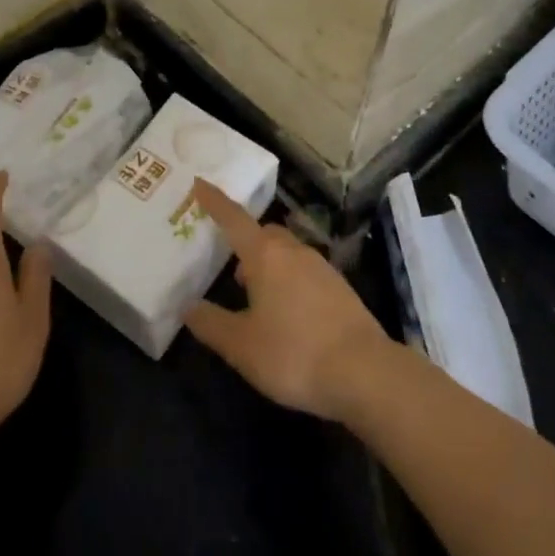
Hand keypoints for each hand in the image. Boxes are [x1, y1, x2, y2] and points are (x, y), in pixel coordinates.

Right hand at [184, 182, 390, 420]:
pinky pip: (305, 272)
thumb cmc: (294, 353)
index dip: (214, 201)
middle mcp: (294, 251)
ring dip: (268, 265)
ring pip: (287, 253)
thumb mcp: (241, 346)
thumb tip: (189, 307)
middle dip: (246, 241)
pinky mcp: (340, 288)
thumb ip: (211, 323)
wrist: (365, 373)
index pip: (233, 218)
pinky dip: (289, 282)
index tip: (199, 182)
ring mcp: (321, 268)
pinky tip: (288, 314)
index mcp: (265, 255)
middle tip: (230, 265)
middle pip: (264, 233)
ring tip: (256, 297)